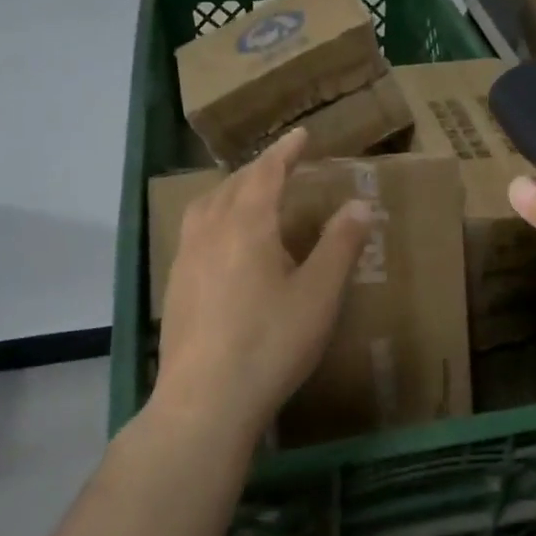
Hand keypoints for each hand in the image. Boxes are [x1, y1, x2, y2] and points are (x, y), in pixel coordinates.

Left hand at [154, 128, 373, 449]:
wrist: (205, 401)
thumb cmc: (270, 342)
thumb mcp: (319, 293)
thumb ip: (340, 244)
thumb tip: (360, 203)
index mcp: (246, 225)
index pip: (266, 173)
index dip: (285, 151)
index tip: (301, 134)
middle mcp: (210, 232)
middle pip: (233, 186)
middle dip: (259, 169)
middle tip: (282, 165)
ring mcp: (186, 260)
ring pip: (206, 207)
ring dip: (231, 191)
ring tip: (249, 196)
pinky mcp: (175, 288)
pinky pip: (194, 233)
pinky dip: (214, 218)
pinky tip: (224, 246)